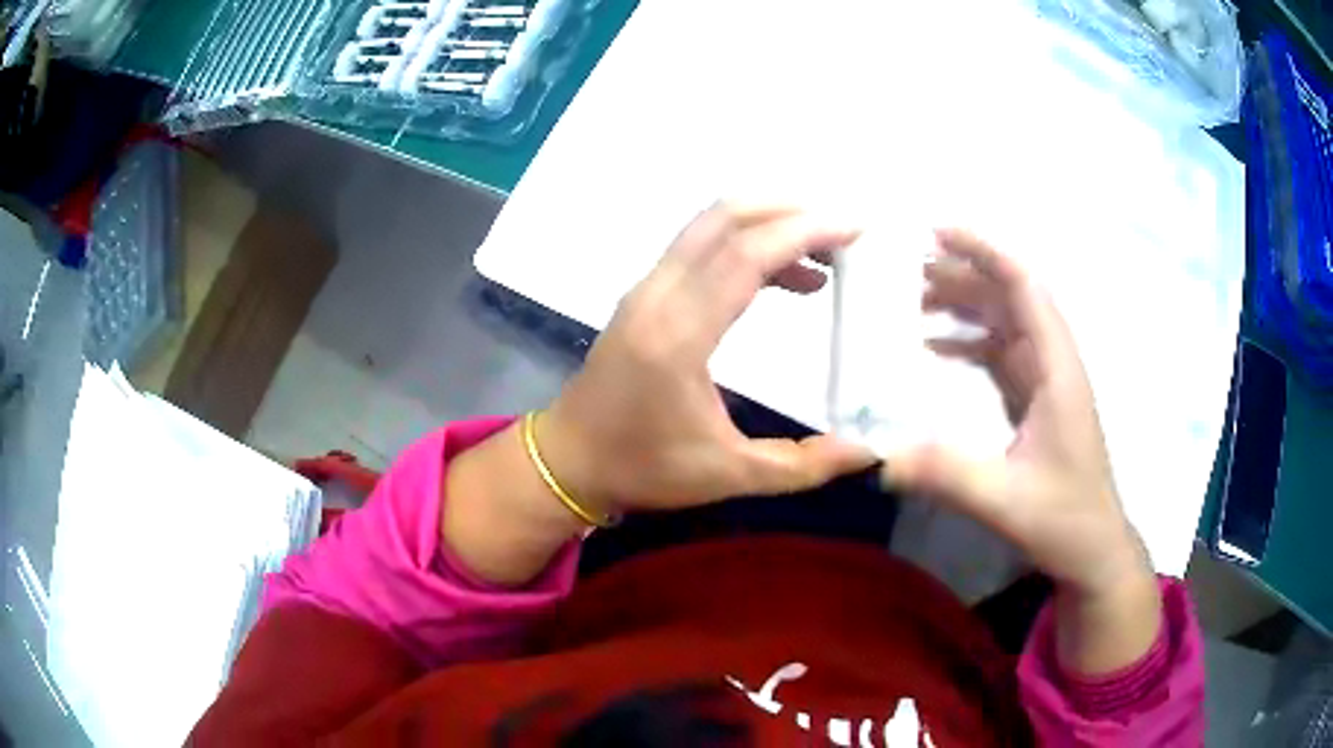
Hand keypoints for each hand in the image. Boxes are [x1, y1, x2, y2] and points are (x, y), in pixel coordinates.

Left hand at [539, 202, 877, 515]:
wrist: (569, 460)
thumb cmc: (643, 468)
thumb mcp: (729, 476)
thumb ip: (803, 465)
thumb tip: (868, 452)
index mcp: (677, 336)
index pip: (745, 256)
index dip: (804, 232)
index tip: (855, 228)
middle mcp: (657, 296)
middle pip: (724, 218)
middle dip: (790, 210)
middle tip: (844, 229)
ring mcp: (646, 288)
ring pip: (709, 225)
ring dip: (769, 222)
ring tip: (825, 255)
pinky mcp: (645, 293)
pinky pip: (699, 246)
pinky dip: (746, 243)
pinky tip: (784, 278)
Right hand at [882, 229, 1149, 596]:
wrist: (1094, 548)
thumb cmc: (1064, 519)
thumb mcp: (1005, 500)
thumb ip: (945, 475)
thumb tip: (878, 460)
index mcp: (1057, 369)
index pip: (1025, 288)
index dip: (985, 252)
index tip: (938, 232)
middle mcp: (1054, 363)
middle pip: (1011, 297)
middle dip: (964, 274)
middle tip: (909, 267)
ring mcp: (1046, 381)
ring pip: (1005, 322)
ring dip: (965, 304)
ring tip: (915, 298)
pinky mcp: (1036, 401)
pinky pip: (1001, 353)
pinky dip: (969, 342)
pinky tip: (936, 348)